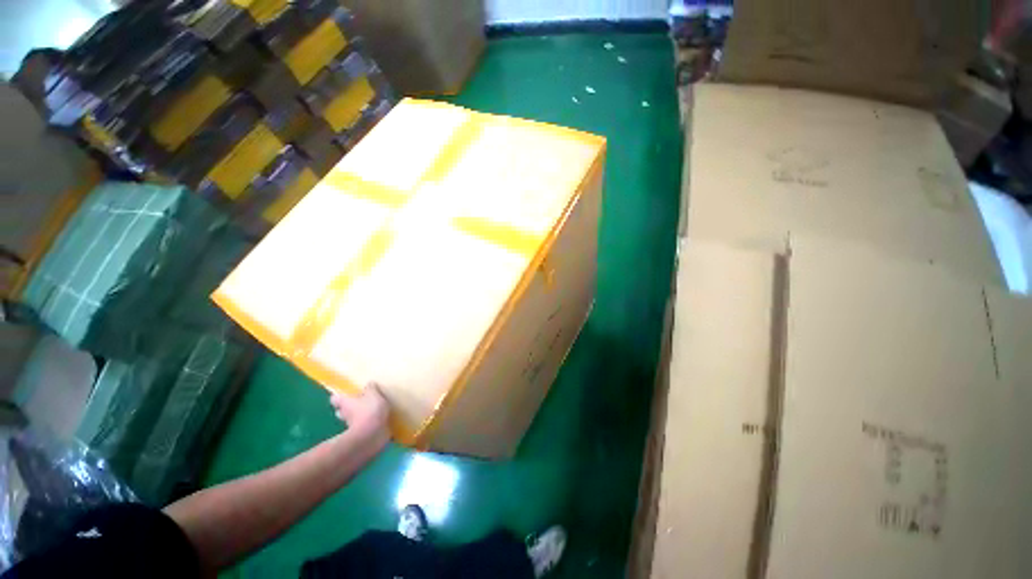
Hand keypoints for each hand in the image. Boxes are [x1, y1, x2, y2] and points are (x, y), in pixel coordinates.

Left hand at [330, 383, 389, 444]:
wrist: (371, 435)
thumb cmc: (369, 411)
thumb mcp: (373, 394)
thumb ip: (371, 389)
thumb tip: (369, 383)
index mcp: (345, 402)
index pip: (335, 398)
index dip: (339, 396)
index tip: (346, 393)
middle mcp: (344, 414)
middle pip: (341, 410)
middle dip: (347, 408)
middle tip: (358, 402)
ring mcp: (351, 426)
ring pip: (350, 419)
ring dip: (357, 417)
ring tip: (369, 411)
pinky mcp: (359, 434)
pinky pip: (361, 427)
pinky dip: (366, 424)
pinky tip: (376, 420)